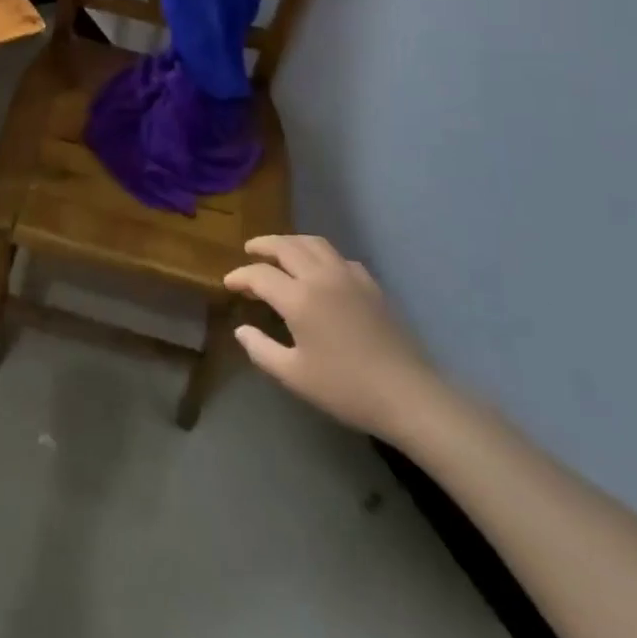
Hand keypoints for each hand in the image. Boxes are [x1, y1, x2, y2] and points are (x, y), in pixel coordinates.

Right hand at [225, 235, 440, 438]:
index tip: (228, 283)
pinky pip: (338, 257)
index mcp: (299, 298)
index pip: (260, 275)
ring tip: (279, 250)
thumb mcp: (294, 376)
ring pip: (314, 243)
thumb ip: (262, 349)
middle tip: (249, 250)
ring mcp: (349, 276)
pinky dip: (320, 255)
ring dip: (291, 242)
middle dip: (263, 245)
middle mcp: (321, 277)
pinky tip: (320, 270)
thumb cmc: (346, 388)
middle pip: (286, 246)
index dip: (240, 276)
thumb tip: (241, 330)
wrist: (408, 395)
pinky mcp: (370, 285)